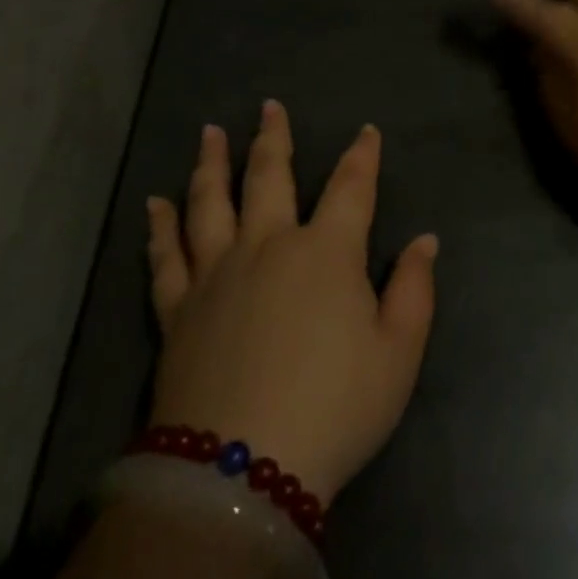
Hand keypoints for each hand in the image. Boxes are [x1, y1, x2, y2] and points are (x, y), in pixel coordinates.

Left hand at [143, 101, 437, 504]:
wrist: (241, 471)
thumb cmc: (335, 408)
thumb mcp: (397, 354)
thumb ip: (414, 290)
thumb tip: (424, 241)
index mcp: (326, 252)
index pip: (351, 187)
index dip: (362, 156)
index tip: (366, 132)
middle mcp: (268, 246)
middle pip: (269, 176)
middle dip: (273, 138)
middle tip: (268, 107)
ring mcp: (217, 273)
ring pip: (210, 202)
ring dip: (211, 164)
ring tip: (210, 133)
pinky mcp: (178, 308)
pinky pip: (166, 257)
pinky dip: (159, 228)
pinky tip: (153, 206)